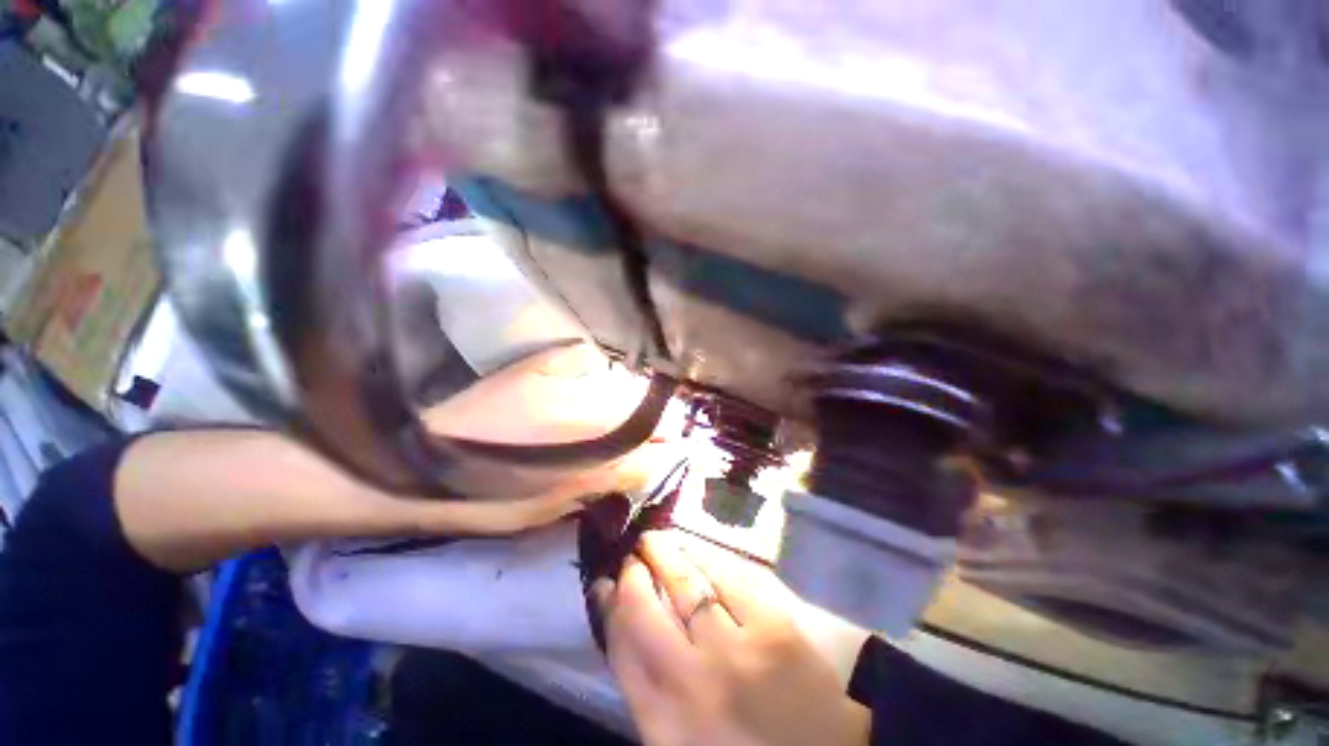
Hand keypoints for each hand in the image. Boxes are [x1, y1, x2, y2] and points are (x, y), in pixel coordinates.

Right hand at [595, 532, 870, 745]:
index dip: (609, 603)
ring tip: (656, 541)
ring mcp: (736, 651)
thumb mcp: (674, 733)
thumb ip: (643, 680)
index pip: (620, 643)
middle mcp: (693, 683)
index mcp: (662, 722)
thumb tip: (615, 609)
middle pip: (643, 606)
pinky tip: (693, 548)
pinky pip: (726, 573)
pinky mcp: (774, 625)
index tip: (607, 581)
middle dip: (633, 570)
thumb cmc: (738, 744)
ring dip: (664, 552)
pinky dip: (704, 554)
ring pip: (683, 581)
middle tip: (633, 555)